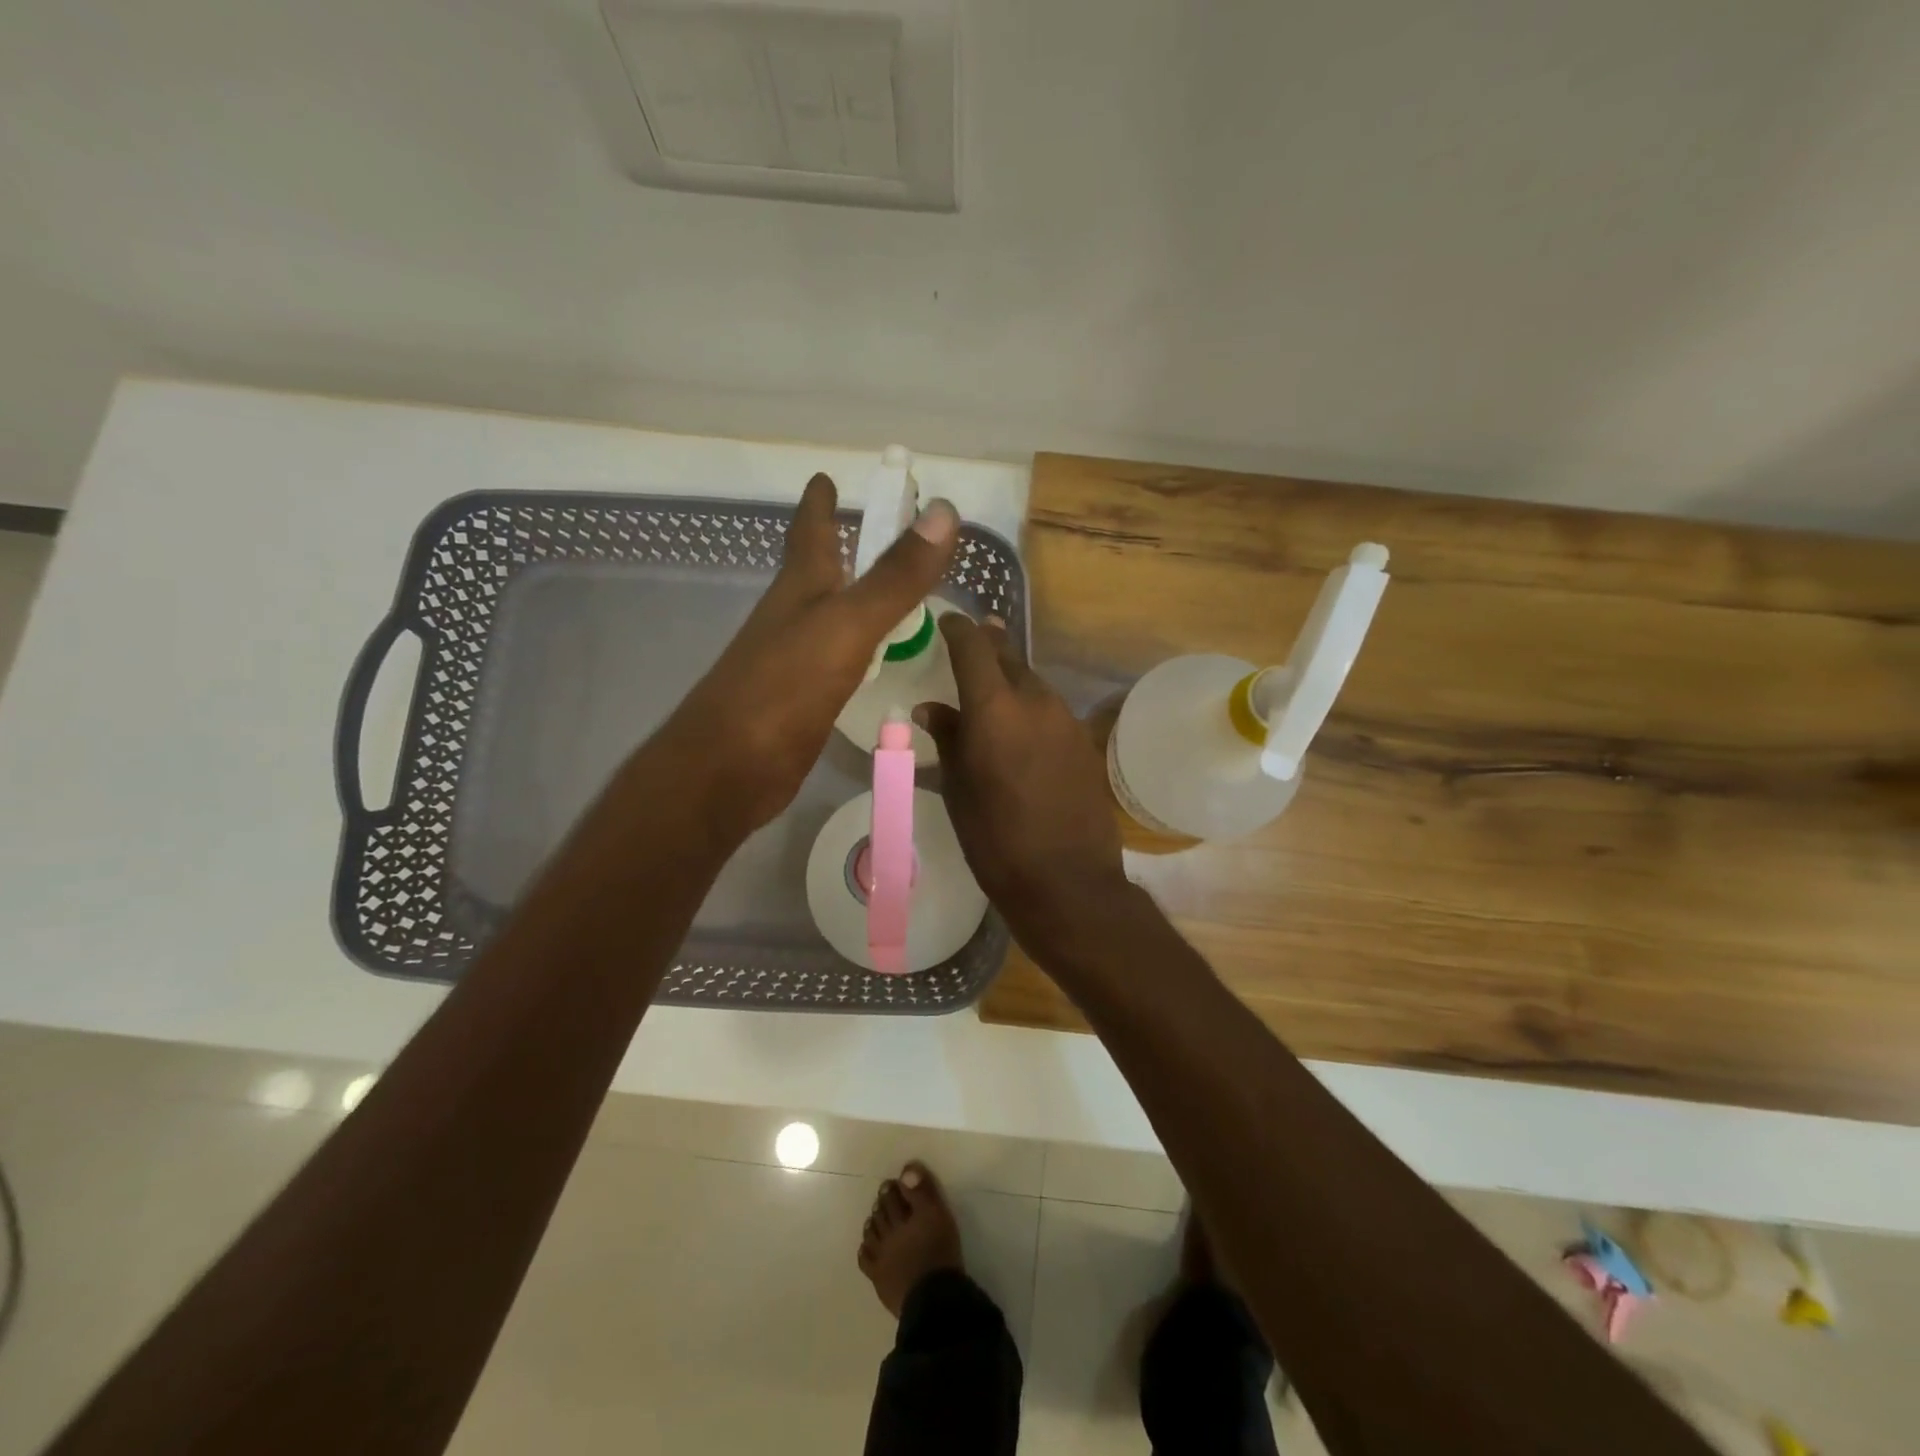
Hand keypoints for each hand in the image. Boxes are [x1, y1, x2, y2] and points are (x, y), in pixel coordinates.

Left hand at [657, 472, 957, 833]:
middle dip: (839, 547)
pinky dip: (858, 650)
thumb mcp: (847, 626)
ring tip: (887, 593)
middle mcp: (792, 619)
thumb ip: (894, 577)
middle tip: (871, 530)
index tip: (826, 475)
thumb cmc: (783, 689)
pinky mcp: (800, 702)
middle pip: (815, 571)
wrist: (728, 770)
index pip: (809, 531)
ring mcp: (792, 662)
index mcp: (799, 590)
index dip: (819, 502)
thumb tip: (944, 512)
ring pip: (827, 618)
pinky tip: (873, 661)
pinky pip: (836, 662)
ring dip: (852, 600)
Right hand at [915, 616, 1130, 953]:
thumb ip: (947, 739)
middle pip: (1009, 657)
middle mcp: (1036, 701)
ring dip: (1011, 679)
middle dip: (987, 646)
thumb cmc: (996, 840)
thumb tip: (931, 708)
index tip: (945, 621)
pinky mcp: (1085, 742)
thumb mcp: (958, 790)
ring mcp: (1067, 720)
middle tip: (969, 644)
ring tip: (991, 691)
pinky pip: (1051, 710)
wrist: (1068, 882)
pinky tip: (1020, 730)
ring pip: (1033, 682)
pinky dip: (1031, 707)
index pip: (974, 647)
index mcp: (995, 708)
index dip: (957, 628)